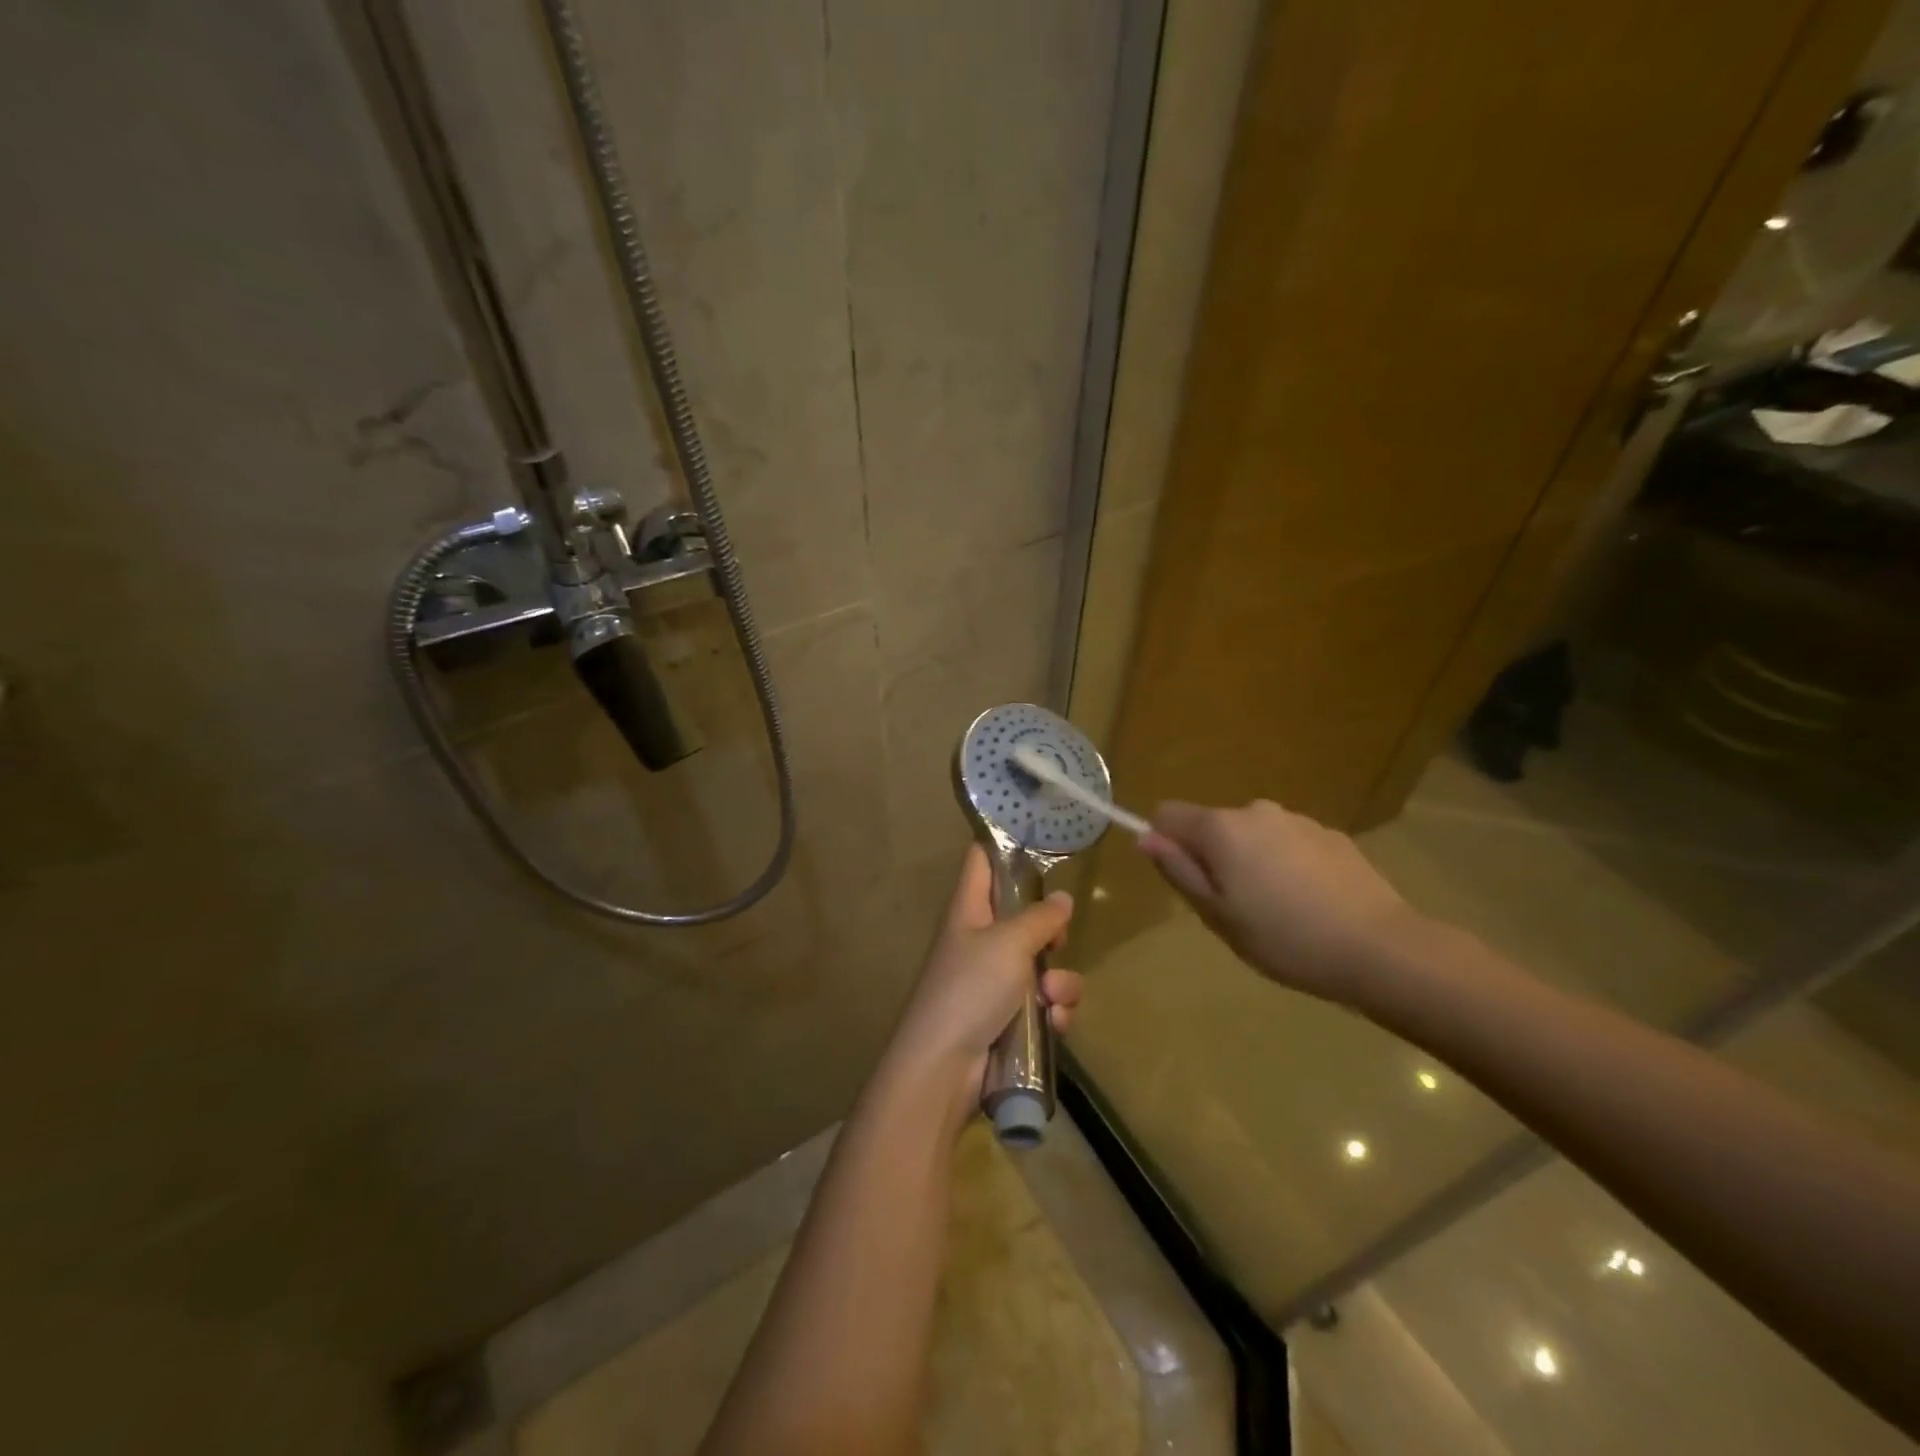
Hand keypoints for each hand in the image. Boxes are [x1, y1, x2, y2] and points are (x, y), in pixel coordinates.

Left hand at [886, 846, 1082, 1128]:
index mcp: (969, 909)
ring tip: (1052, 998)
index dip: (1006, 847)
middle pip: (1023, 916)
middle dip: (1052, 930)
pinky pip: (1043, 1004)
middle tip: (1059, 941)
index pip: (981, 860)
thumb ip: (1040, 918)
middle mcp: (980, 939)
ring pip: (1042, 965)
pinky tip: (1054, 1024)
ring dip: (1059, 981)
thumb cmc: (970, 988)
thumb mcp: (1009, 943)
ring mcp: (993, 981)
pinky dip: (1053, 1012)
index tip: (1042, 843)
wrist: (944, 1069)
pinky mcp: (1007, 1018)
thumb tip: (1062, 899)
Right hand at [1139, 799, 1428, 1002]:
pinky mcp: (1331, 835)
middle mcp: (1256, 811)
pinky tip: (1310, 904)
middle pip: (1213, 826)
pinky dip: (1287, 865)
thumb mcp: (1217, 914)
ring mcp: (1298, 820)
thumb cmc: (1284, 938)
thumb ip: (1178, 870)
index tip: (1187, 881)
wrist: (1380, 949)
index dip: (1165, 843)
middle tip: (1235, 909)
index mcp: (1221, 828)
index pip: (1167, 814)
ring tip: (1278, 911)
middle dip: (1213, 858)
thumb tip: (1145, 837)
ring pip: (1253, 835)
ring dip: (1252, 861)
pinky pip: (1288, 844)